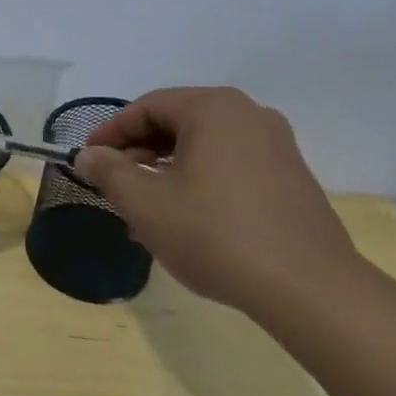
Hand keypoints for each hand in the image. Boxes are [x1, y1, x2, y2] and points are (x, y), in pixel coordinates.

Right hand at [71, 87, 361, 313]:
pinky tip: (185, 220)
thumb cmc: (215, 234)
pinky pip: (230, 166)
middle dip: (139, 153)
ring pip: (203, 147)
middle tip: (114, 185)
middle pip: (177, 123)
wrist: (307, 288)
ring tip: (145, 210)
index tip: (88, 160)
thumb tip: (88, 156)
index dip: (111, 133)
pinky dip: (199, 181)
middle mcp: (249, 115)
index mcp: (214, 108)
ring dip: (166, 171)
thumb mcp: (146, 203)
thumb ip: (109, 172)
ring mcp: (276, 146)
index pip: (147, 107)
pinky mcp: (291, 177)